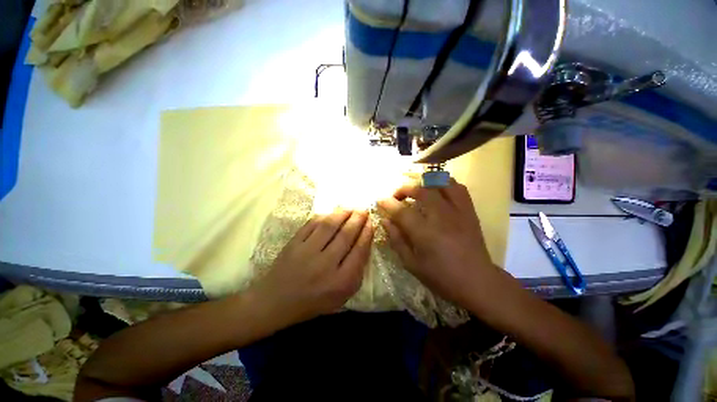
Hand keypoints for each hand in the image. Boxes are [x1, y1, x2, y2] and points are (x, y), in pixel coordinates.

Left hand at [250, 210, 373, 326]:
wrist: (276, 302)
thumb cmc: (314, 301)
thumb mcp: (342, 295)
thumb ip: (357, 271)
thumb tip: (364, 242)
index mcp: (340, 281)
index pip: (359, 251)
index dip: (367, 233)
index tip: (371, 223)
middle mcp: (325, 264)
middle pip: (346, 235)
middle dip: (358, 219)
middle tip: (364, 210)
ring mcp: (307, 252)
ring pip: (329, 226)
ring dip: (343, 214)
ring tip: (351, 208)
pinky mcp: (293, 244)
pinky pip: (312, 224)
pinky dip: (324, 216)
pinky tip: (332, 213)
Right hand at [377, 179, 496, 305]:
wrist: (477, 281)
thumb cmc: (441, 276)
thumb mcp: (411, 263)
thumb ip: (396, 240)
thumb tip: (386, 221)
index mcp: (424, 233)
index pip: (401, 210)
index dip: (387, 203)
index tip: (380, 200)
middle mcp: (441, 216)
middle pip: (420, 190)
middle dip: (404, 189)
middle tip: (397, 196)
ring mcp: (457, 211)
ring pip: (440, 183)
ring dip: (424, 183)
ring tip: (417, 190)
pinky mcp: (469, 211)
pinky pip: (458, 188)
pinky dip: (445, 184)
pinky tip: (438, 191)